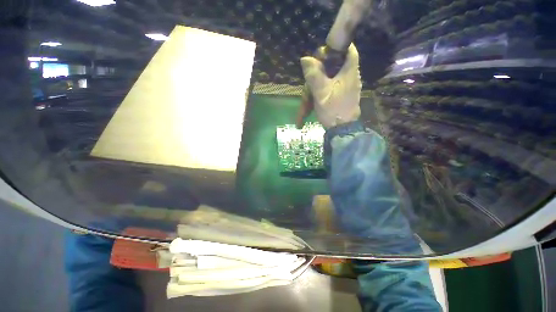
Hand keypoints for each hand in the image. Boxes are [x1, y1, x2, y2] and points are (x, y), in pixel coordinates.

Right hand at [297, 43, 361, 128]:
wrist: (342, 130)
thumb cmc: (334, 110)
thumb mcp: (321, 92)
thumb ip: (314, 75)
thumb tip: (305, 58)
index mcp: (349, 70)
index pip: (346, 48)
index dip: (333, 47)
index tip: (320, 56)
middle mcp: (349, 75)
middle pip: (332, 65)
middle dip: (316, 76)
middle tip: (307, 88)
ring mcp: (344, 86)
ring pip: (326, 79)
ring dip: (314, 91)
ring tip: (305, 108)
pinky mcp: (340, 94)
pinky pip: (327, 88)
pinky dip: (318, 95)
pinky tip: (310, 107)